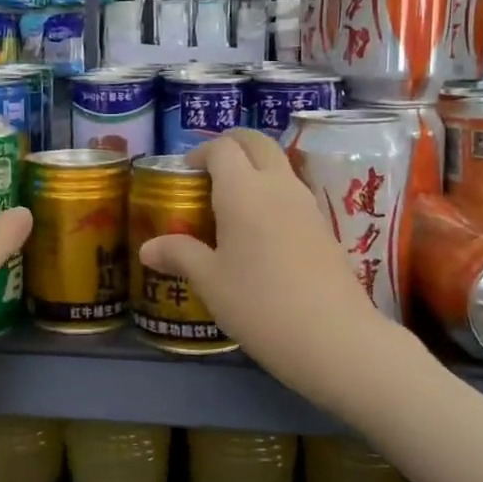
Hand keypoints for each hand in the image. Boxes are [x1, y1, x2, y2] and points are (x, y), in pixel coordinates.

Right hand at [140, 130, 408, 400]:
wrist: (334, 338)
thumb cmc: (259, 303)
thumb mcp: (210, 282)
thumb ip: (179, 255)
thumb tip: (148, 248)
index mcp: (244, 190)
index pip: (223, 148)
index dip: (201, 153)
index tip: (185, 174)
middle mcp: (278, 186)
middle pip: (257, 143)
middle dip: (232, 146)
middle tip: (209, 171)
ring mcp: (307, 205)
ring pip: (279, 166)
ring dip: (254, 169)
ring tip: (230, 204)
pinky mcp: (325, 228)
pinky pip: (293, 193)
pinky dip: (272, 194)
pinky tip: (259, 233)